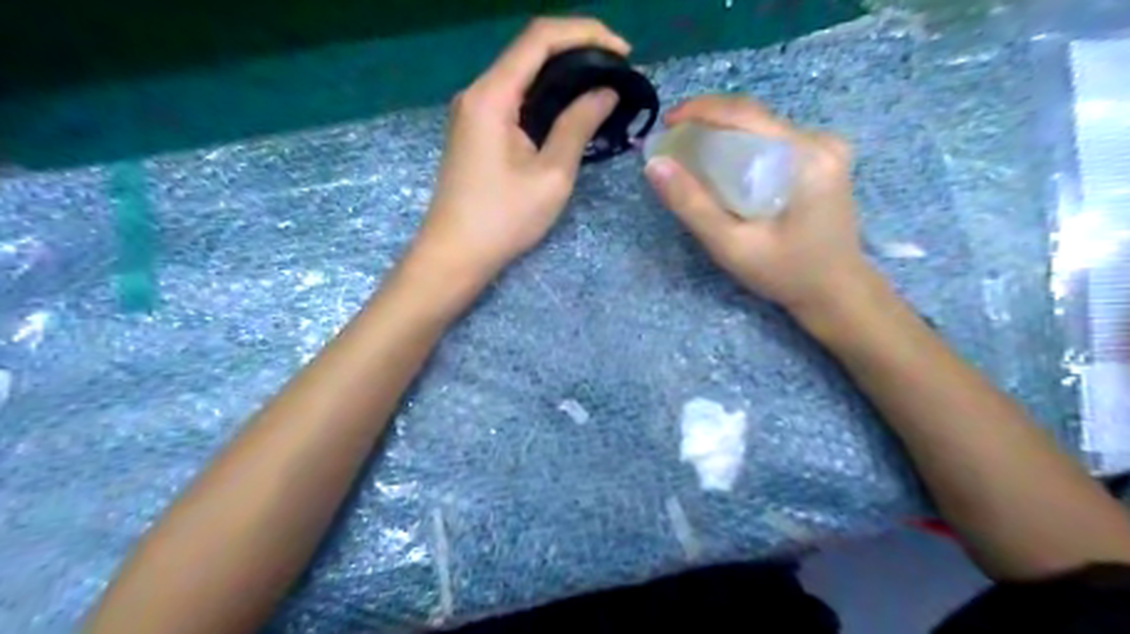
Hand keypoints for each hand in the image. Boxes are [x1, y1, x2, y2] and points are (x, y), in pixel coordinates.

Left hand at [413, 17, 625, 279]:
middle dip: (578, 51)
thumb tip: (605, 92)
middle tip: (618, 70)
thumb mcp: (551, 175)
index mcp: (491, 96)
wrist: (455, 254)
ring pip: (522, 74)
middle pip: (530, 50)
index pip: (540, 38)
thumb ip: (578, 126)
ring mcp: (473, 111)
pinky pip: (514, 98)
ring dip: (563, 74)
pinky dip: (546, 96)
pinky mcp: (476, 130)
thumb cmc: (503, 219)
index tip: (623, 52)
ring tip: (602, 87)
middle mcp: (477, 92)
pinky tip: (569, 109)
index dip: (585, 33)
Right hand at [644, 94, 872, 314]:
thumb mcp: (731, 246)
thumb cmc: (785, 273)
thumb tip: (655, 165)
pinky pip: (773, 141)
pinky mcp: (823, 159)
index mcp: (807, 156)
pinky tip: (723, 167)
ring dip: (724, 135)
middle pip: (754, 118)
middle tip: (673, 144)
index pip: (746, 114)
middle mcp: (821, 141)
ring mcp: (826, 148)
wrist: (835, 291)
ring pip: (762, 128)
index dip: (700, 110)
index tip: (665, 122)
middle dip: (708, 124)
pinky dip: (742, 148)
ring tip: (690, 155)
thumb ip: (692, 205)